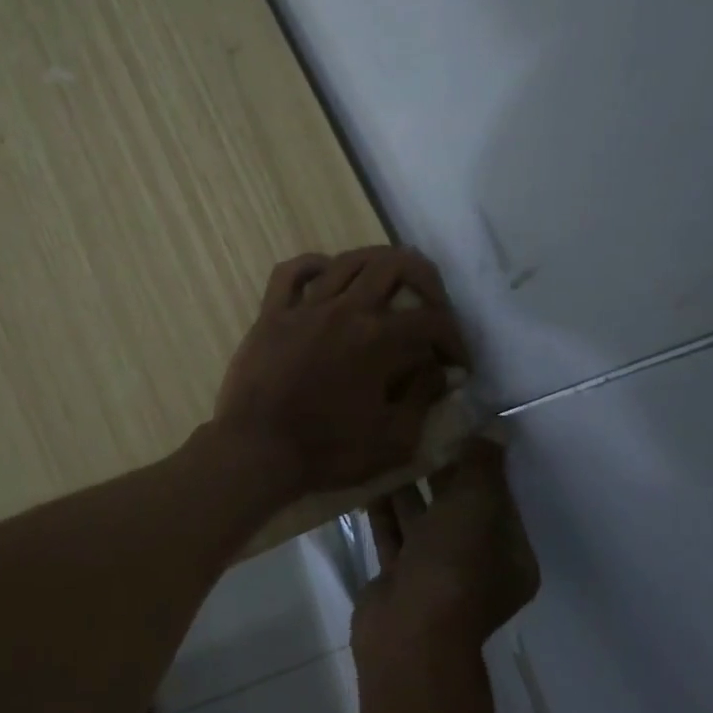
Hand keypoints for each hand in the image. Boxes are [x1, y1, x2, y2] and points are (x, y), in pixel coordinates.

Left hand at [210, 247, 468, 498]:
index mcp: (378, 339)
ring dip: (377, 264)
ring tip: (388, 285)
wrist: (256, 451)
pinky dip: (313, 265)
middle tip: (431, 307)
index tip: (457, 364)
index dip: (454, 340)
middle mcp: (345, 310)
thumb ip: (422, 399)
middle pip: (395, 265)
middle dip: (426, 280)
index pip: (432, 321)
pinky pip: (291, 272)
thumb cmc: (326, 452)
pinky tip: (326, 277)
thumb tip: (439, 372)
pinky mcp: (271, 314)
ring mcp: (305, 307)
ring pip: (348, 260)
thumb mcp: (393, 441)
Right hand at [352, 439, 539, 669]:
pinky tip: (368, 479)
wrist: (408, 631)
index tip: (454, 429)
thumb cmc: (454, 566)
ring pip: (422, 521)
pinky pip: (393, 534)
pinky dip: (383, 510)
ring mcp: (435, 574)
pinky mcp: (398, 578)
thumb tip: (492, 430)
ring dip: (408, 488)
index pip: (498, 499)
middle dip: (439, 472)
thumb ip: (483, 466)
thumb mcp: (477, 506)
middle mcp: (476, 565)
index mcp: (510, 555)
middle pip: (458, 508)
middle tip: (416, 432)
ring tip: (388, 447)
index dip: (478, 464)